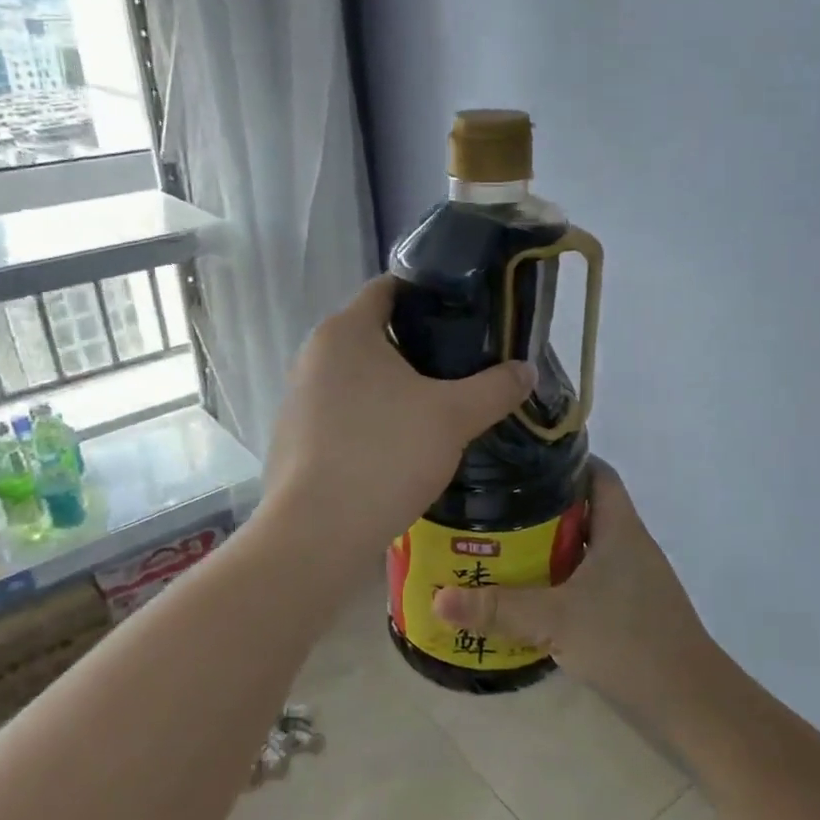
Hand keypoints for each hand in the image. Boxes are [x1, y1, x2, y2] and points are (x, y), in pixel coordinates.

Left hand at [262, 275, 536, 559]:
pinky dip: (370, 419)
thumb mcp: (454, 417)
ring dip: (393, 387)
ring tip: (437, 408)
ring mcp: (297, 399)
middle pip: (374, 334)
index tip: (464, 313)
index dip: (428, 293)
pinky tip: (399, 447)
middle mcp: (313, 356)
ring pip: (357, 378)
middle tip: (462, 365)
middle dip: (418, 346)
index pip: (388, 288)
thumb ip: (495, 388)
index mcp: (345, 331)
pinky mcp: (293, 439)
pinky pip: (341, 414)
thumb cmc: (385, 454)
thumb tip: (526, 370)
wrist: (319, 532)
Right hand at [433, 461, 722, 725]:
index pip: (597, 473)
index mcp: (620, 529)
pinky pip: (590, 579)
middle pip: (585, 508)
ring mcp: (633, 580)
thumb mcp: (556, 619)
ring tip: (501, 544)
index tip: (521, 461)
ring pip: (586, 547)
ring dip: (550, 545)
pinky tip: (531, 593)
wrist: (691, 703)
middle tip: (495, 505)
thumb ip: (497, 608)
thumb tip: (436, 598)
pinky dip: (562, 579)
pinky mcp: (630, 610)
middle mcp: (629, 545)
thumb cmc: (628, 642)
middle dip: (542, 505)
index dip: (564, 460)